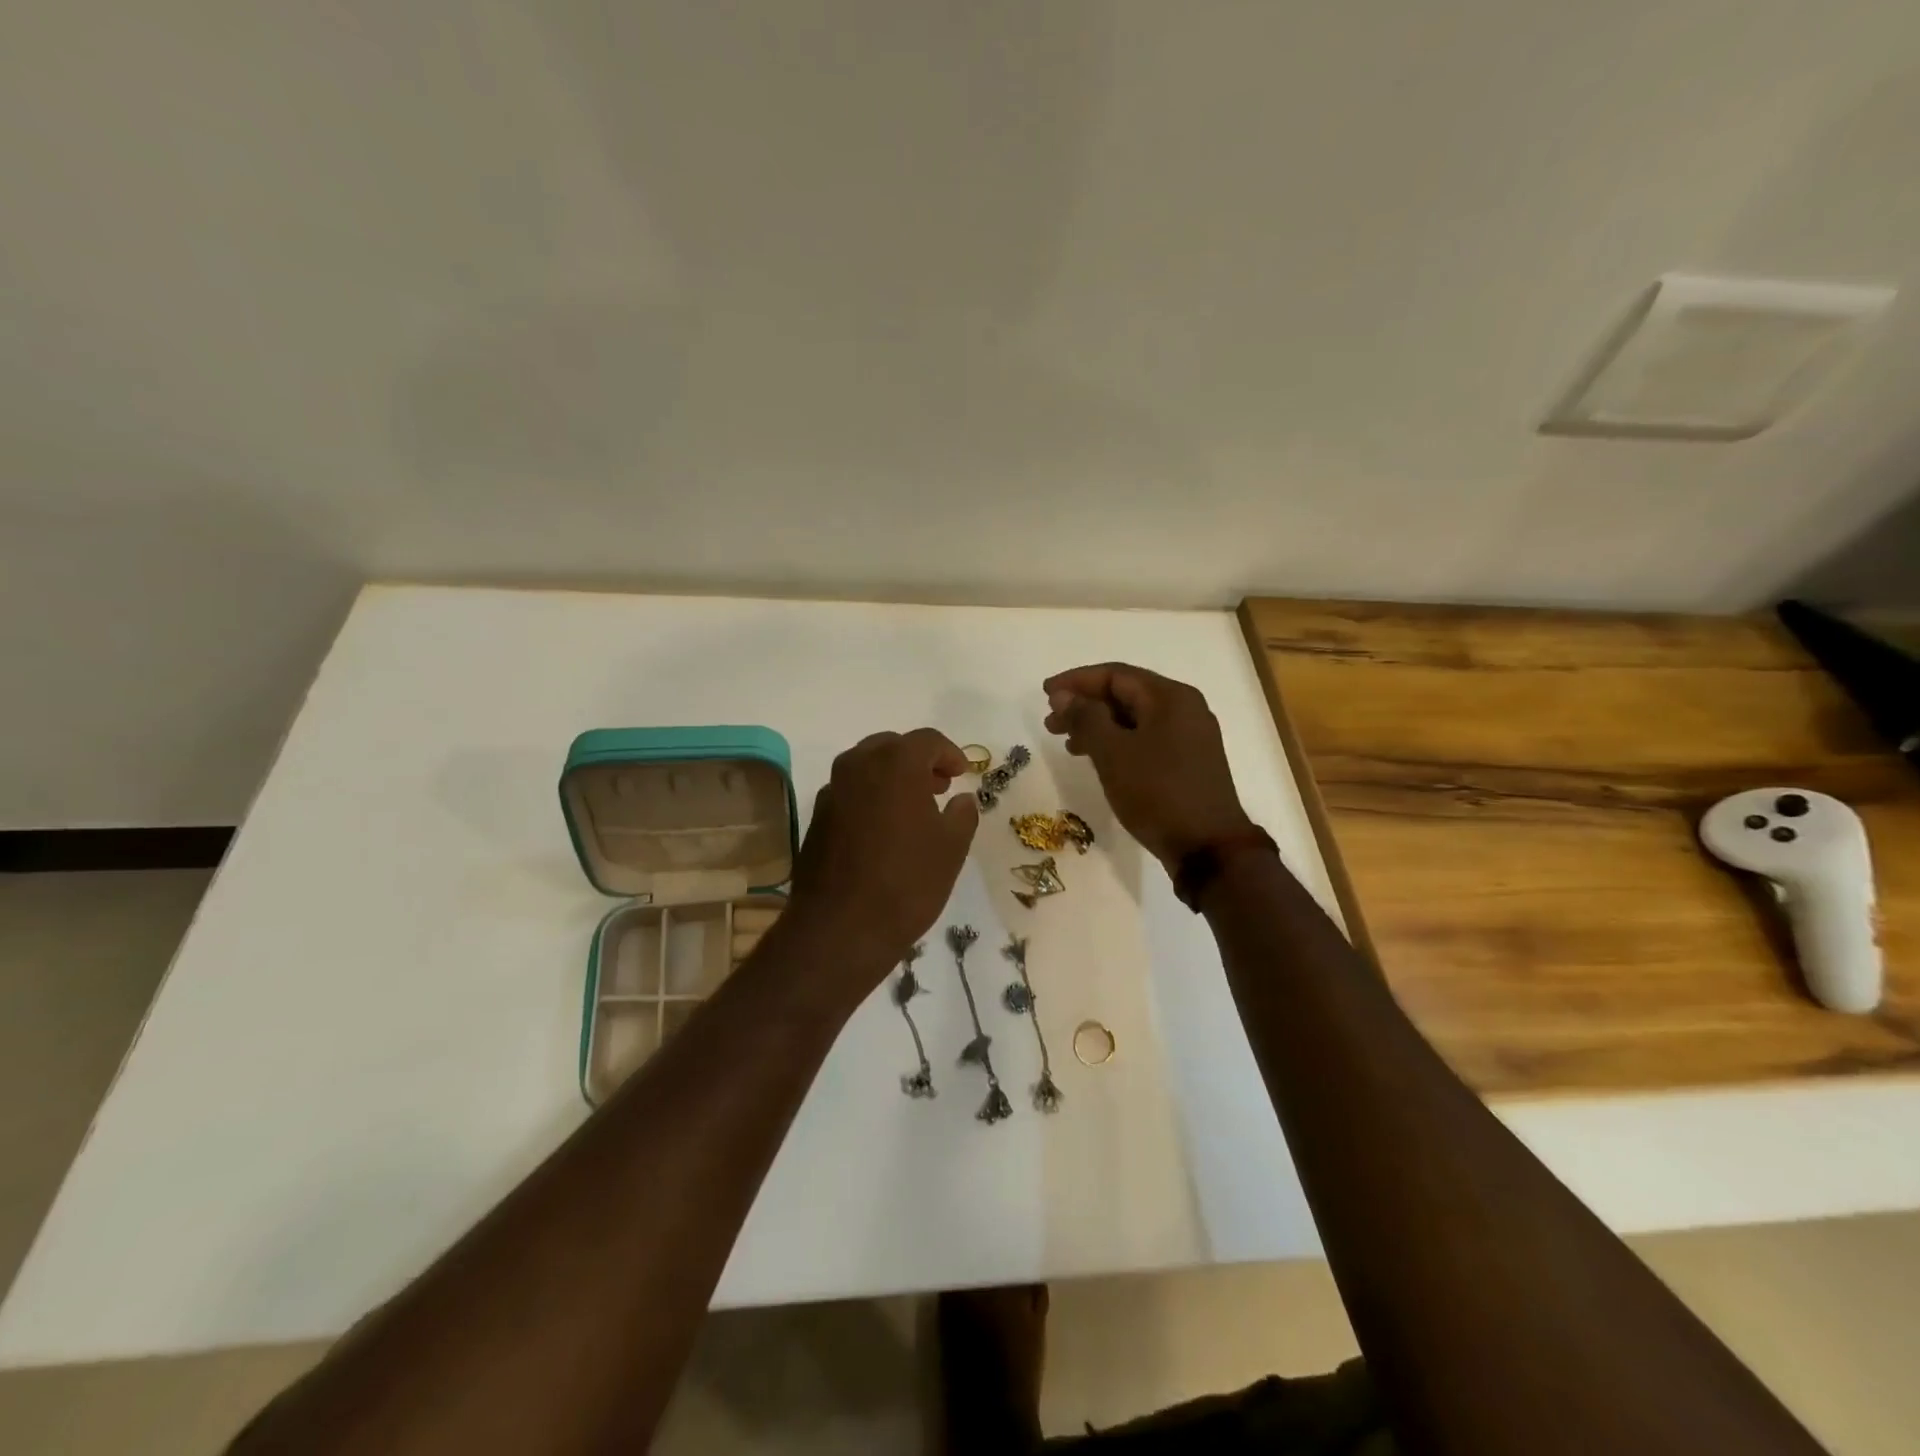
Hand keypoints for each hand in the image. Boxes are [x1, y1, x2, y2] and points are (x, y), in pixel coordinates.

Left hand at [785, 728, 980, 981]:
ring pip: (866, 767)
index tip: (962, 775)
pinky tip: (884, 829)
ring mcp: (832, 791)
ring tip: (914, 807)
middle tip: (939, 786)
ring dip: (892, 777)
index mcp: (895, 764)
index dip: (950, 754)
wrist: (840, 928)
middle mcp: (858, 765)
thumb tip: (961, 800)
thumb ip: (962, 814)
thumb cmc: (906, 882)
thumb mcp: (952, 848)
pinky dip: (870, 797)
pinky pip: (850, 792)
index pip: (928, 740)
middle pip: (892, 747)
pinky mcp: (817, 817)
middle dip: (918, 761)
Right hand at [1043, 663, 1253, 874]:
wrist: (1208, 847)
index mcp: (1170, 697)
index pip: (1115, 675)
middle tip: (1051, 723)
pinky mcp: (1188, 761)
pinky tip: (1097, 760)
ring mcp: (1190, 736)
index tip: (1045, 694)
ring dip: (1098, 726)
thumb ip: (1085, 718)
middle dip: (1085, 705)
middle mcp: (1185, 709)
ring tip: (1067, 744)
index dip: (1076, 681)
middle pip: (1126, 695)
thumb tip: (1064, 696)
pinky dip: (1117, 743)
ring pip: (1134, 719)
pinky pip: (1146, 739)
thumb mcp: (1113, 753)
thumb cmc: (1158, 793)